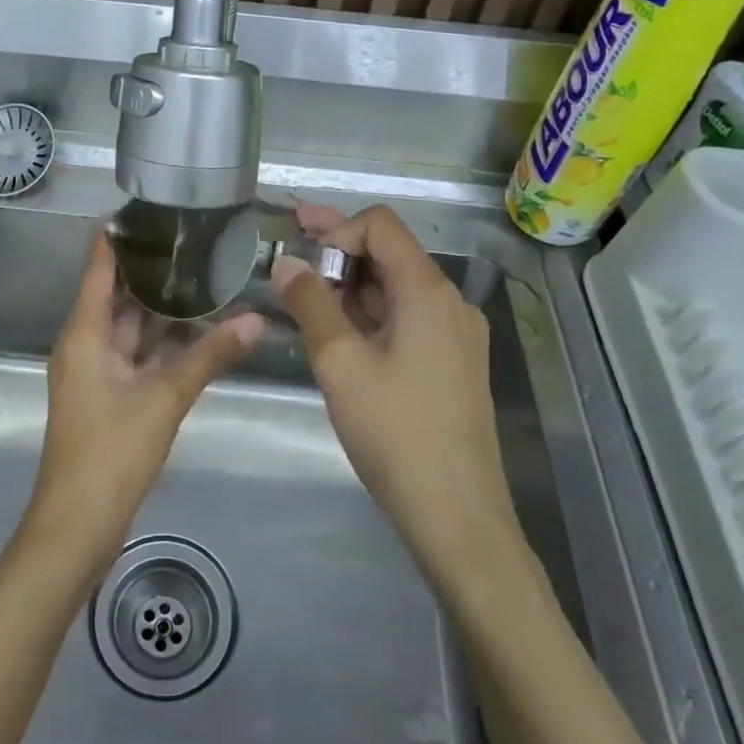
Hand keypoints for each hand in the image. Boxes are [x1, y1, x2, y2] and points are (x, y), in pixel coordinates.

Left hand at [25, 230, 261, 570]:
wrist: (78, 523)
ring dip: (158, 306)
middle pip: (114, 293)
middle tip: (190, 237)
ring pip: (128, 325)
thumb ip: (211, 355)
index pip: (98, 267)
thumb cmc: (111, 451)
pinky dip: (159, 339)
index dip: (116, 236)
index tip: (146, 207)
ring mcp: (95, 370)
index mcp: (84, 333)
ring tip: (199, 274)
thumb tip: (256, 318)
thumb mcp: (165, 398)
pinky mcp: (107, 394)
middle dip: (148, 268)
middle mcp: (84, 343)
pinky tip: (192, 329)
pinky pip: (134, 352)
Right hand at [272, 205, 521, 588]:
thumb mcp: (340, 364)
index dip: (336, 228)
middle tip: (288, 253)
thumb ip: (310, 304)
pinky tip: (338, 333)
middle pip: (390, 254)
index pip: (380, 227)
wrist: (459, 516)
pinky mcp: (453, 364)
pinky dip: (369, 314)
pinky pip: (407, 319)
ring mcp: (456, 335)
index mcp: (428, 291)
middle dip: (337, 250)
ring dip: (350, 286)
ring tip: (304, 297)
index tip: (297, 250)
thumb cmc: (396, 434)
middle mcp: (450, 303)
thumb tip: (285, 262)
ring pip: (396, 289)